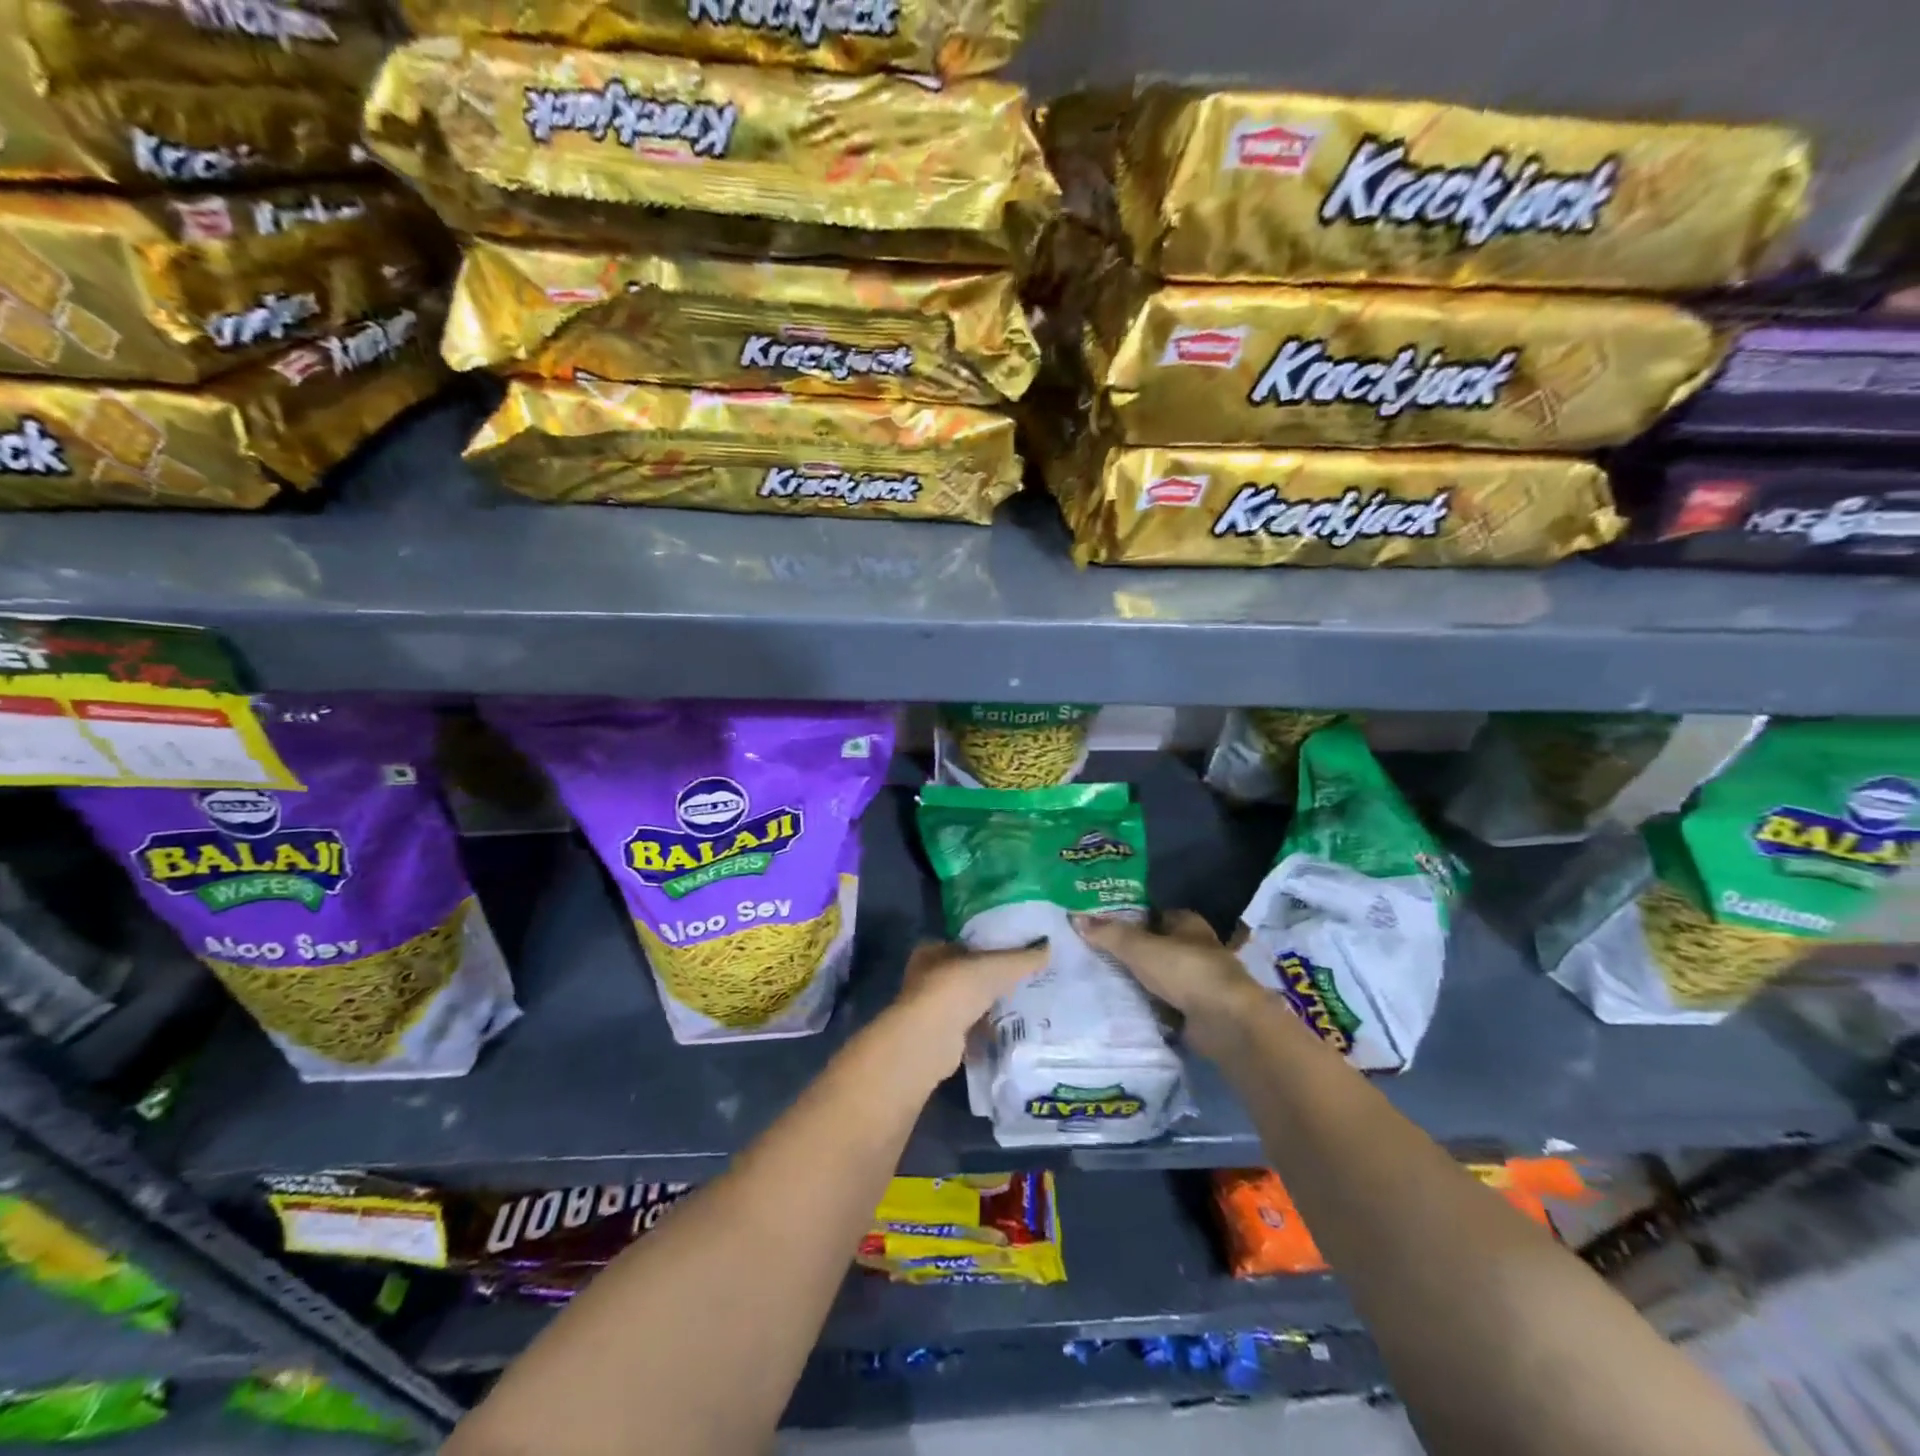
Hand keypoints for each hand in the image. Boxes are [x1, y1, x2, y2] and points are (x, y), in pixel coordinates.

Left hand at [887, 939, 1046, 1076]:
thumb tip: (1048, 946)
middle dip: (989, 980)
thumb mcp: (998, 965)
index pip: (963, 944)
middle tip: (1020, 981)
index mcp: (932, 950)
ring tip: (1019, 1006)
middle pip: (965, 975)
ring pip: (966, 1003)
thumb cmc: (958, 987)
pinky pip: (968, 1028)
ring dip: (986, 1006)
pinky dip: (984, 1029)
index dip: (986, 948)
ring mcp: (930, 1009)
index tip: (1011, 955)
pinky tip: (1006, 1031)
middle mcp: (926, 977)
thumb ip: (1023, 958)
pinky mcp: (938, 1037)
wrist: (932, 1037)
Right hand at [1071, 910, 1263, 1053]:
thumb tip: (1075, 918)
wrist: (1225, 1021)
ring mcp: (1198, 981)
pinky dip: (1149, 1006)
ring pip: (1160, 976)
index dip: (1130, 918)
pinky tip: (1123, 1007)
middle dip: (1131, 952)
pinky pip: (1165, 1003)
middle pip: (1156, 946)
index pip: (1154, 914)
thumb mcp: (1139, 947)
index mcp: (1187, 923)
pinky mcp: (1197, 1011)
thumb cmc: (1185, 970)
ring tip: (1101, 981)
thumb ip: (1109, 934)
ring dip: (1139, 981)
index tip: (1101, 926)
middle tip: (1095, 955)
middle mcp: (1196, 948)